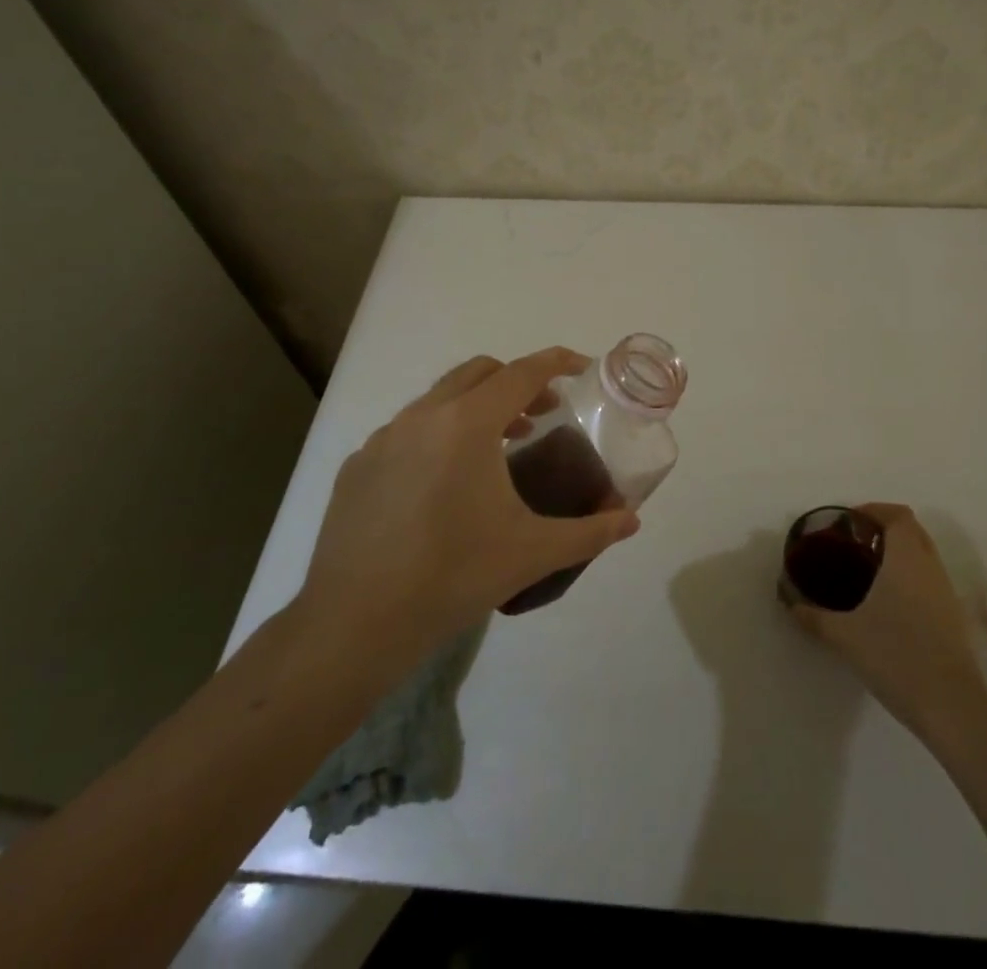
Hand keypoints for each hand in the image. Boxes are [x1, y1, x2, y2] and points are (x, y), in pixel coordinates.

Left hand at [295, 348, 640, 657]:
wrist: (355, 624)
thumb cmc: (453, 577)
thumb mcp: (533, 554)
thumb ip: (590, 532)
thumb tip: (631, 521)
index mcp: (467, 424)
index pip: (521, 373)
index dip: (556, 362)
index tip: (581, 366)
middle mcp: (422, 416)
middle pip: (479, 372)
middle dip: (517, 381)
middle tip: (543, 413)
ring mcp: (383, 439)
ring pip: (439, 398)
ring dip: (476, 407)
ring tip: (499, 447)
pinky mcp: (358, 466)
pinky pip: (407, 431)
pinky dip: (438, 434)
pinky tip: (444, 483)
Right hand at [785, 503, 986, 739]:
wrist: (951, 707)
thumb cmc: (896, 656)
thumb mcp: (844, 635)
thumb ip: (813, 616)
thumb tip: (790, 602)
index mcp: (906, 558)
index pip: (898, 515)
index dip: (874, 511)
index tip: (849, 522)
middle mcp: (930, 567)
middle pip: (912, 531)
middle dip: (884, 529)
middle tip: (853, 544)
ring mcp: (945, 593)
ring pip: (923, 556)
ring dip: (898, 554)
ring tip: (866, 572)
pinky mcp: (952, 618)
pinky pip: (928, 580)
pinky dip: (908, 577)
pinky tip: (887, 604)